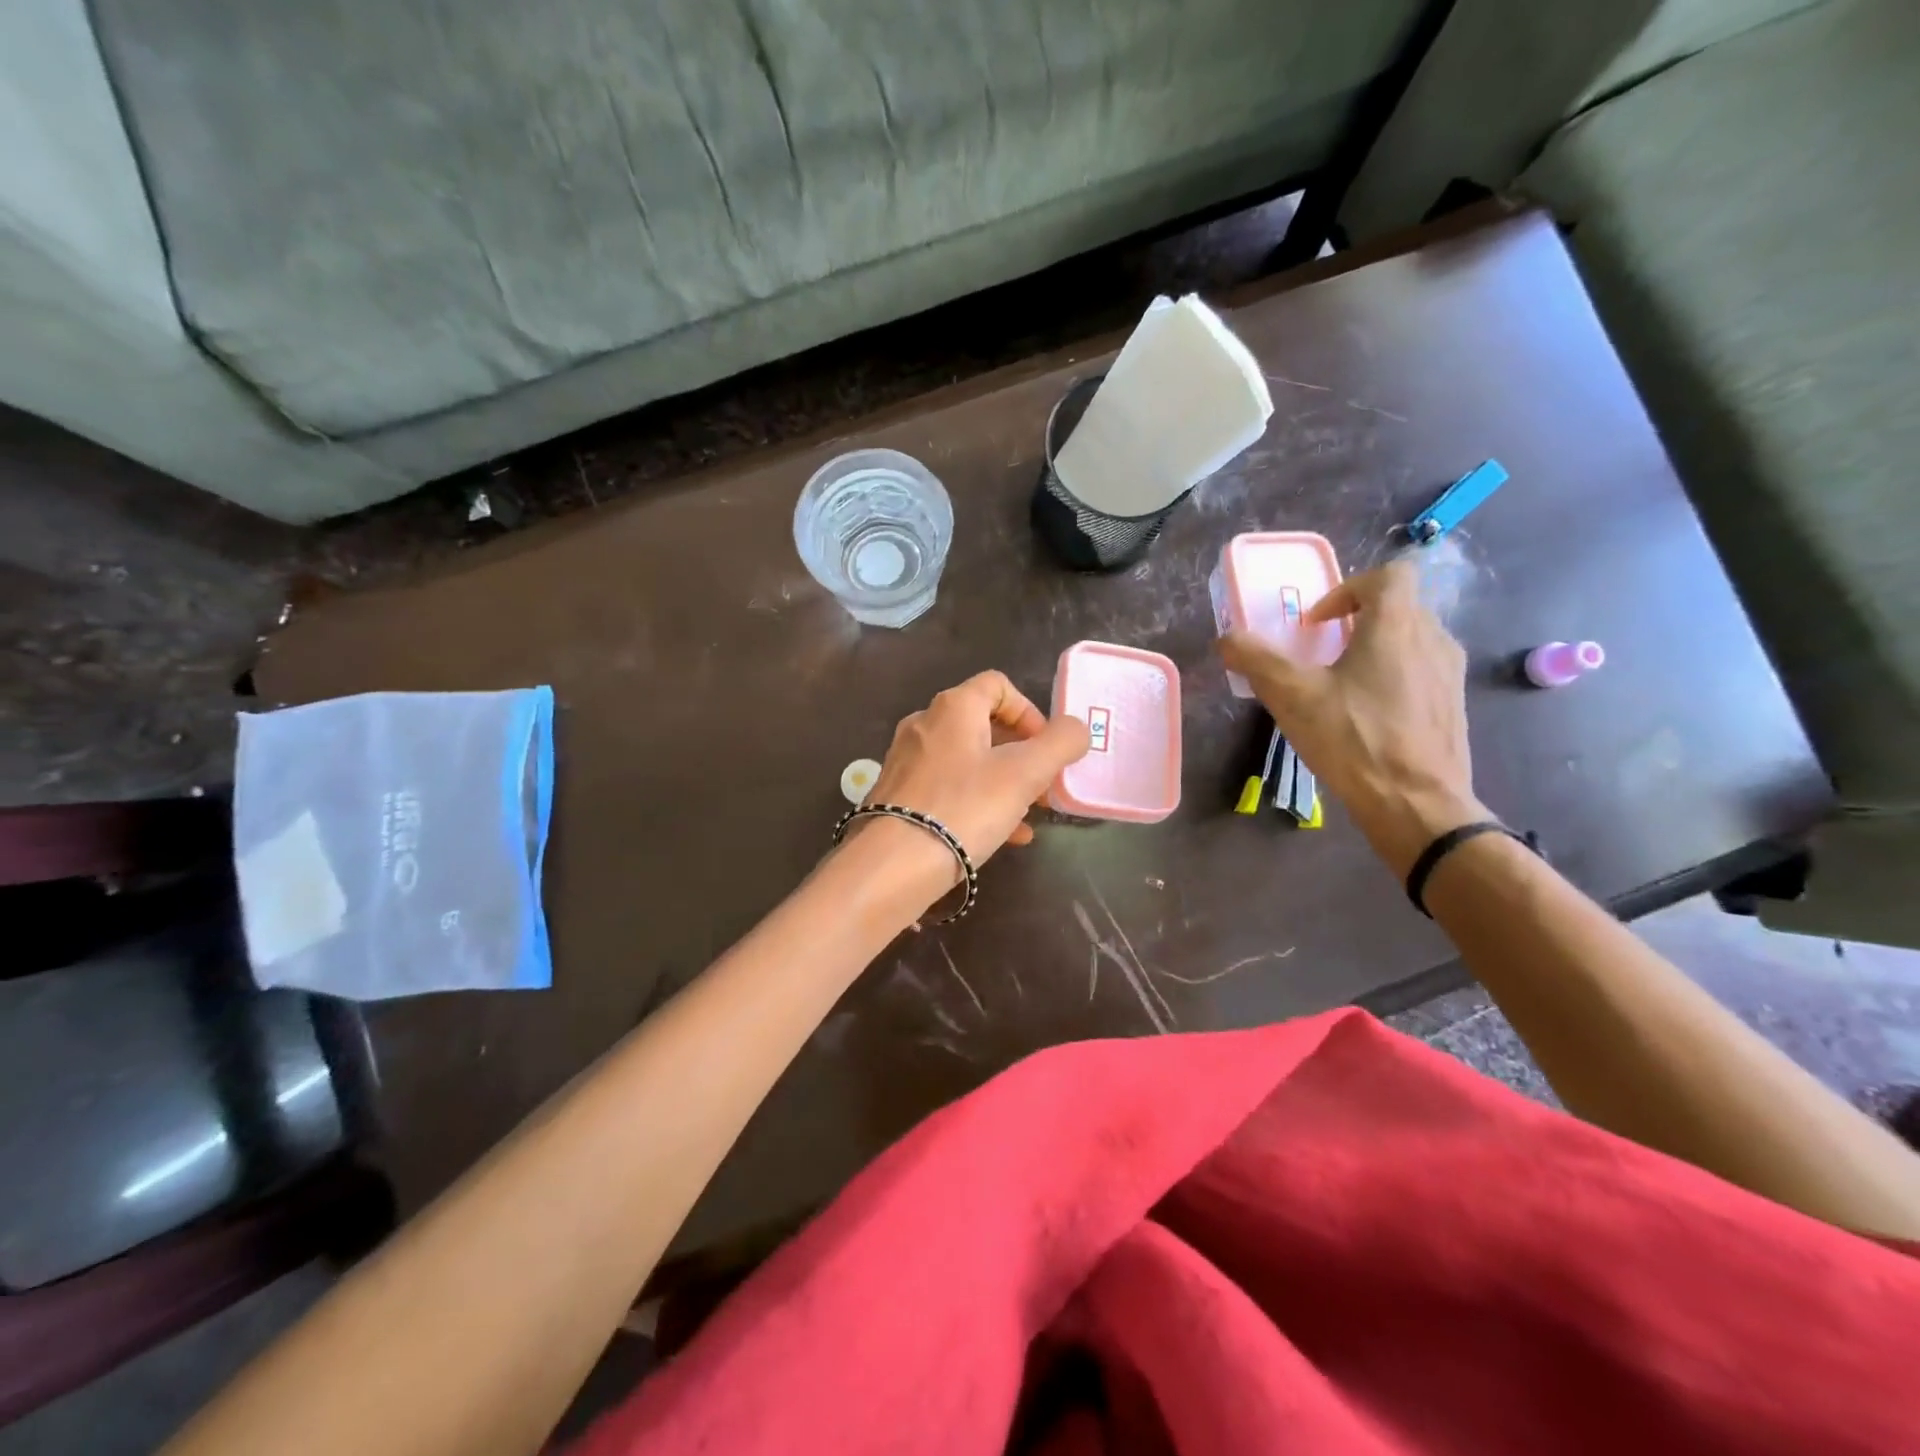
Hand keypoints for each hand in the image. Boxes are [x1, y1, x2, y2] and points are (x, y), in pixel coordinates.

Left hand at [846, 671, 1089, 887]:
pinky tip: (1004, 836)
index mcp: (953, 707)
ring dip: (1004, 781)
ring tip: (1030, 813)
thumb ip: (1059, 744)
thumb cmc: (964, 807)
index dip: (1029, 711)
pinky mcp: (899, 795)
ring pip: (968, 761)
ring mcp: (907, 760)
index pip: (998, 685)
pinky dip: (979, 802)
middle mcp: (924, 724)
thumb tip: (1076, 729)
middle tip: (1044, 785)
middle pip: (983, 725)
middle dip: (1021, 753)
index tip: (1046, 747)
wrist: (893, 865)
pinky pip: (948, 789)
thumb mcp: (1025, 774)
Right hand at [1218, 559, 1483, 874]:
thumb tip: (1227, 638)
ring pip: (1412, 641)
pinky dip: (1394, 678)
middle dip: (1357, 621)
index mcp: (1397, 625)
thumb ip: (1256, 660)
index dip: (1347, 588)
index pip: (1387, 575)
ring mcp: (1450, 675)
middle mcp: (1433, 639)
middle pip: (1398, 607)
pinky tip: (1366, 716)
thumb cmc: (1354, 739)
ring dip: (1375, 650)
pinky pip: (1422, 673)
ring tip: (1341, 685)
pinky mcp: (1454, 707)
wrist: (1417, 805)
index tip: (1317, 623)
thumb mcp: (1292, 697)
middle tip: (1321, 652)